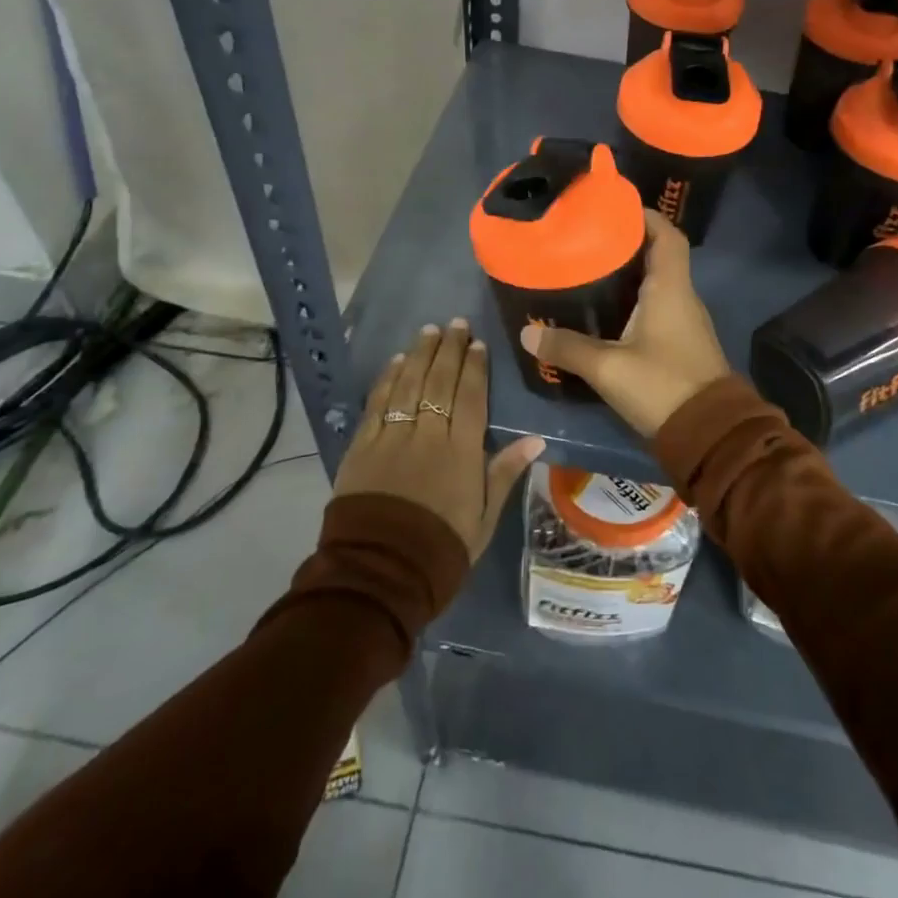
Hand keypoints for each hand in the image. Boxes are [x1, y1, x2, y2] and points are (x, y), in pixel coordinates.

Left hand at [334, 319, 543, 559]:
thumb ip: (505, 473)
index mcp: (461, 452)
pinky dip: (388, 379)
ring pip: (408, 384)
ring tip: (429, 330)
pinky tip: (396, 362)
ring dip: (419, 354)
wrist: (380, 574)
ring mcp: (391, 437)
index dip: (474, 367)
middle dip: (448, 349)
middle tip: (455, 323)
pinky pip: (377, 404)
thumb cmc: (442, 548)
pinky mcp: (362, 446)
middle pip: (439, 382)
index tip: (477, 343)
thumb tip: (536, 439)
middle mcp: (427, 435)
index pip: (470, 397)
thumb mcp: (485, 518)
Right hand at [520, 211, 730, 439]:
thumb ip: (568, 349)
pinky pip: (657, 306)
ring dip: (629, 273)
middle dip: (626, 242)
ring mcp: (684, 322)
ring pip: (657, 282)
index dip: (645, 216)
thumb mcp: (608, 368)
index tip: (613, 208)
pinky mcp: (681, 344)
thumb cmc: (662, 387)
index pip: (666, 235)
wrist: (710, 435)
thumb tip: (527, 335)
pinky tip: (605, 311)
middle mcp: (682, 297)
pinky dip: (634, 299)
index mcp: (671, 288)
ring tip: (588, 269)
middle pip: (659, 255)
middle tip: (586, 238)